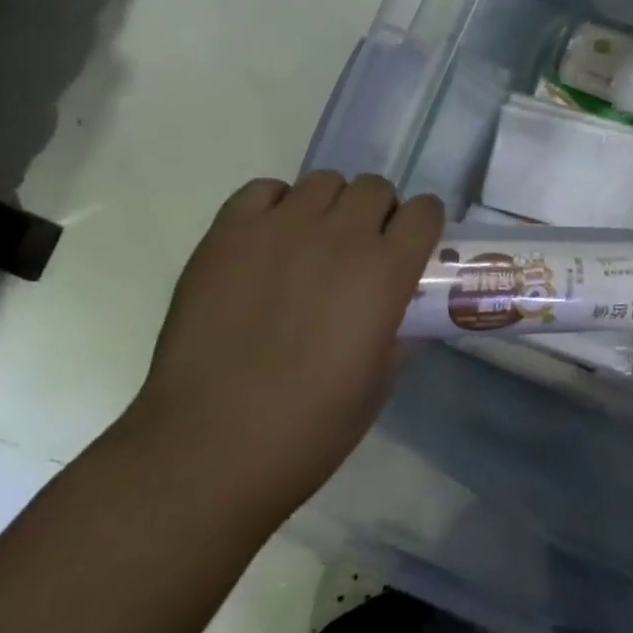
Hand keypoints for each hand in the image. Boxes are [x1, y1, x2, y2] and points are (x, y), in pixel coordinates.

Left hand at [125, 172, 443, 517]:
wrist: (207, 450)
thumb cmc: (308, 430)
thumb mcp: (379, 383)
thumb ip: (400, 332)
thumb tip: (400, 310)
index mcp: (386, 271)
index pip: (425, 210)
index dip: (421, 225)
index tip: (411, 245)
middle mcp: (341, 236)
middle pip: (375, 187)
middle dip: (377, 213)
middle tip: (359, 249)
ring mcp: (281, 229)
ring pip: (324, 181)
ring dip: (329, 207)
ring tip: (311, 243)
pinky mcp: (228, 234)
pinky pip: (263, 190)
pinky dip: (274, 206)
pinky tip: (267, 242)